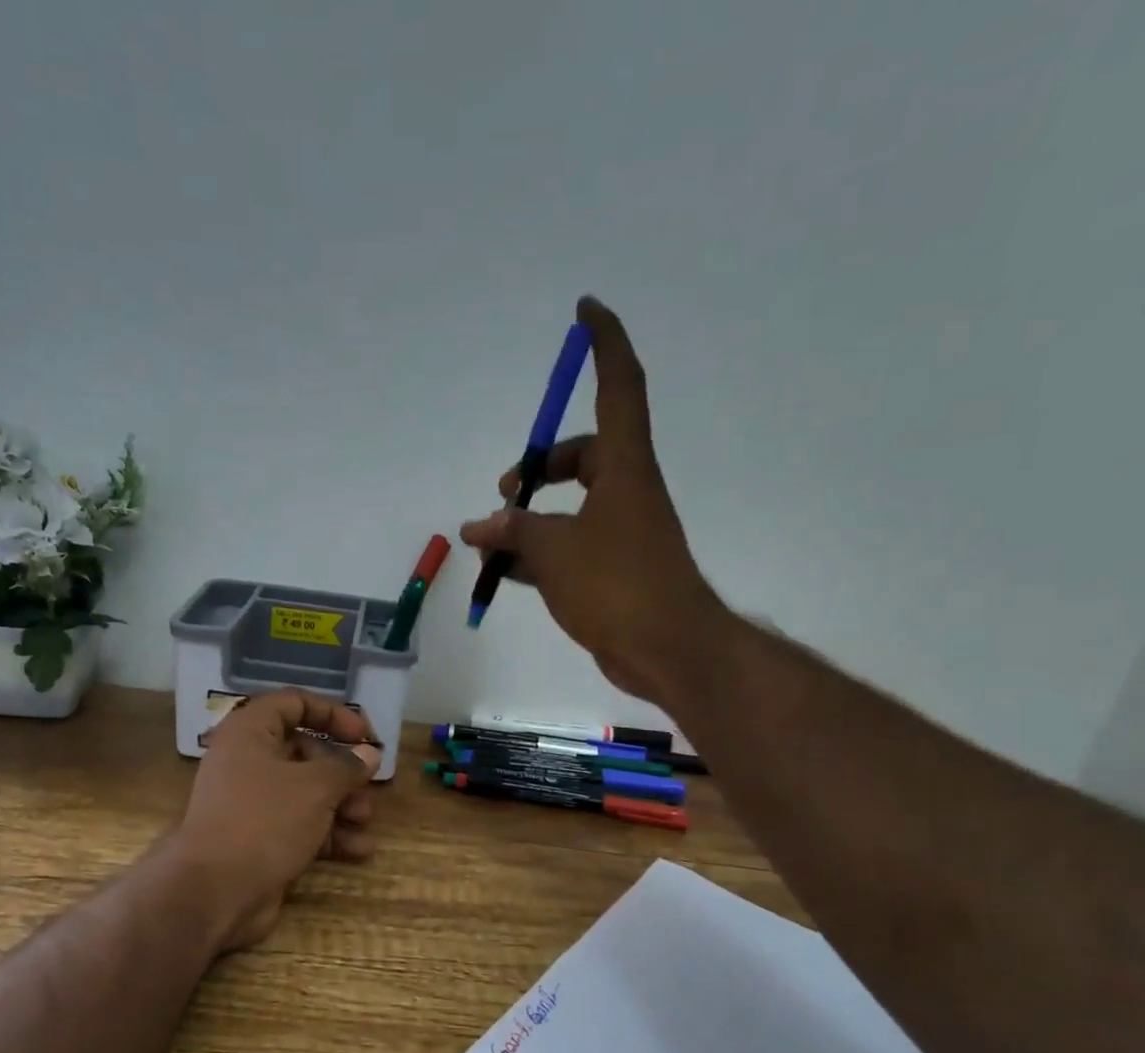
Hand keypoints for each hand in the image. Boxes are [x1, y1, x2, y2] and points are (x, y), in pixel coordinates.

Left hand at [170, 691, 381, 950]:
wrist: (215, 892)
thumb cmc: (264, 821)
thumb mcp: (314, 787)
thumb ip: (346, 766)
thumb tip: (369, 754)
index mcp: (250, 734)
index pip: (293, 704)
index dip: (332, 713)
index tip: (363, 734)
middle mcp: (248, 763)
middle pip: (304, 752)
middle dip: (342, 770)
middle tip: (369, 786)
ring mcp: (253, 804)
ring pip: (306, 793)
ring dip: (341, 805)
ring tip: (365, 820)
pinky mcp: (260, 840)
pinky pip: (301, 826)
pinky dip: (329, 834)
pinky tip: (360, 850)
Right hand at [459, 296, 722, 702]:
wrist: (666, 649)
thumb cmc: (618, 586)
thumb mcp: (554, 552)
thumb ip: (513, 533)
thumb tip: (478, 527)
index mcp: (624, 468)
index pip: (618, 387)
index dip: (604, 344)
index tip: (586, 311)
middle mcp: (627, 491)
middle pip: (585, 454)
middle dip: (541, 466)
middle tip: (506, 489)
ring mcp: (622, 533)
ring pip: (572, 507)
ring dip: (532, 517)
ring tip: (491, 540)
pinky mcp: (613, 570)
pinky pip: (569, 546)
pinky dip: (538, 553)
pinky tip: (505, 572)